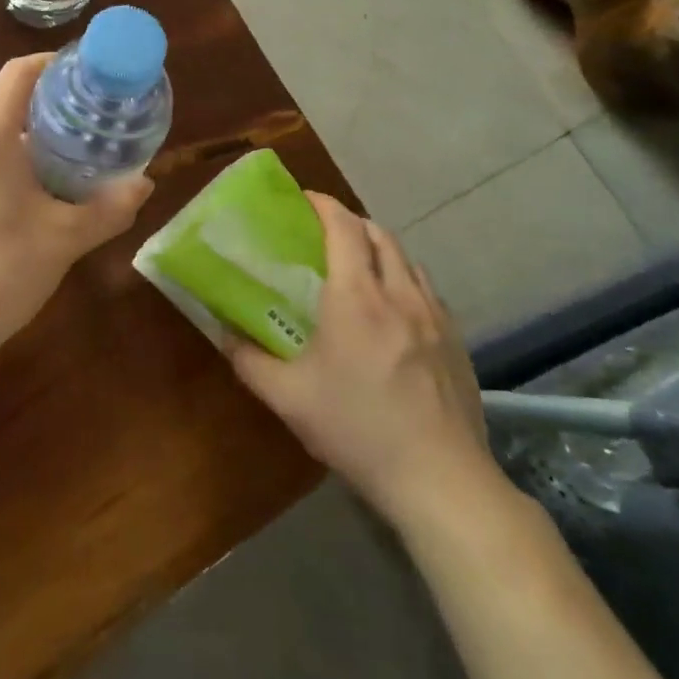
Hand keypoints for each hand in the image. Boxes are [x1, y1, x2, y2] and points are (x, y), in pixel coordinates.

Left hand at [0, 54, 153, 364]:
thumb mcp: (65, 240)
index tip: (86, 76)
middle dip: (43, 108)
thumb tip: (145, 182)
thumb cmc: (1, 276)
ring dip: (17, 136)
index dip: (55, 64)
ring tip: (54, 162)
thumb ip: (111, 207)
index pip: (19, 73)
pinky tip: (12, 195)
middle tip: (83, 128)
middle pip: (1, 101)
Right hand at [223, 194, 502, 527]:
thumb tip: (222, 332)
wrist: (440, 479)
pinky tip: (394, 310)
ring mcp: (435, 316)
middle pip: (380, 235)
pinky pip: (427, 290)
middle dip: (351, 222)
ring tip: (359, 266)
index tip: (303, 199)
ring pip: (408, 260)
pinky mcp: (456, 341)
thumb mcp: (287, 398)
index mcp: (356, 298)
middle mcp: (399, 294)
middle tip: (324, 232)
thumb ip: (248, 359)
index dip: (323, 205)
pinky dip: (404, 279)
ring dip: (381, 249)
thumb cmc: (356, 430)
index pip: (343, 228)